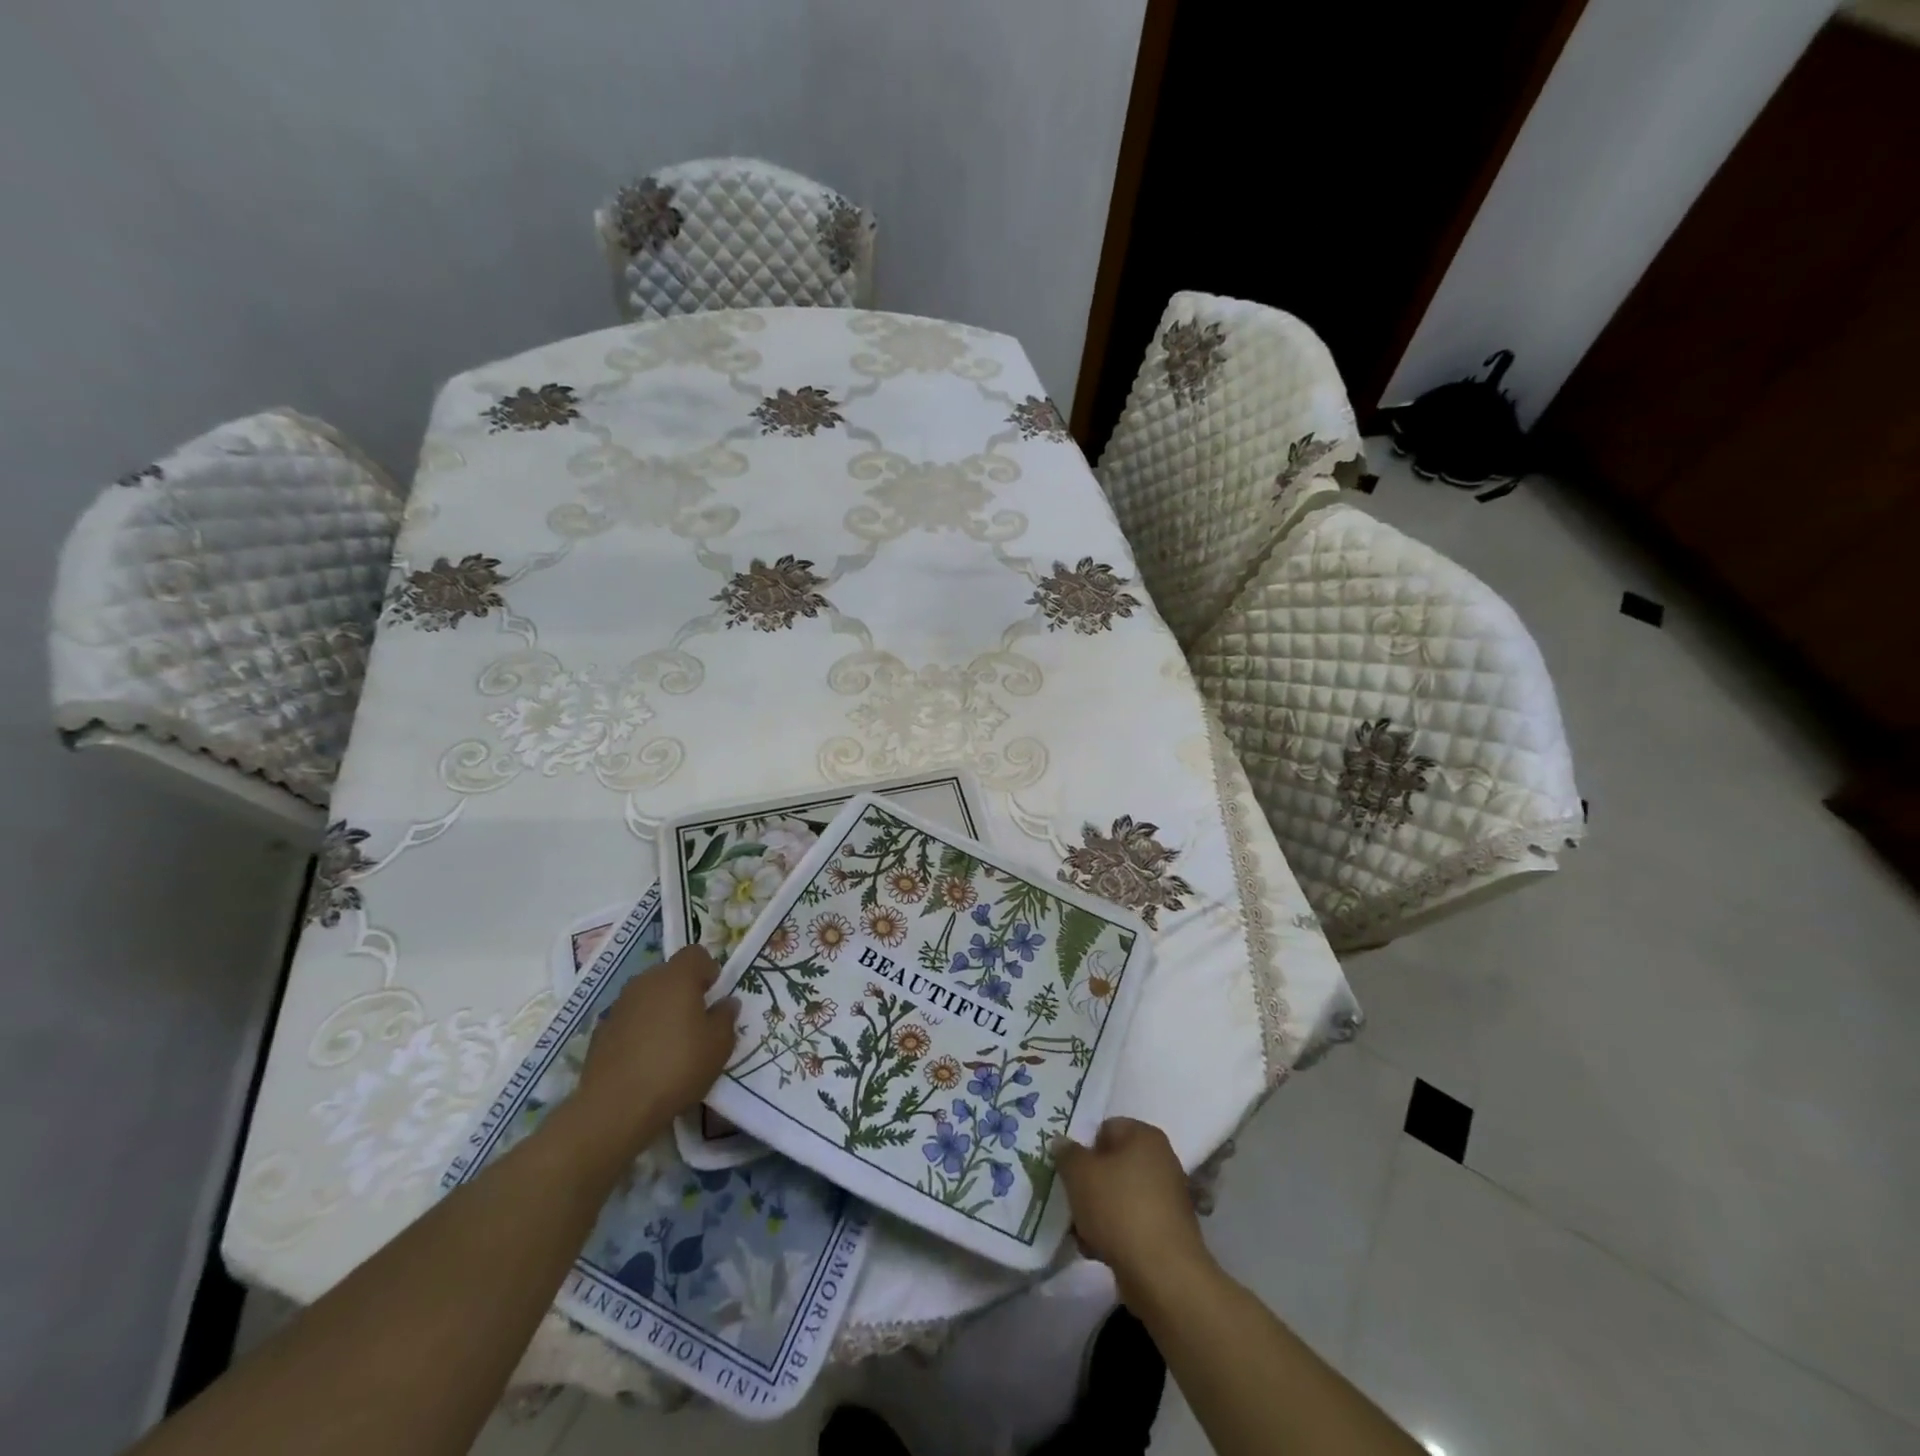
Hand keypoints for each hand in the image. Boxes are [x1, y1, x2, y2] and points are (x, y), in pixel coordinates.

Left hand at [567, 946, 738, 1162]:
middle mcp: (645, 982)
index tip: (713, 995)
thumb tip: (726, 1003)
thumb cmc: (677, 1066)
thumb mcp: (719, 1045)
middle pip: (669, 974)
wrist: (616, 1107)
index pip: (696, 954)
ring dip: (660, 1010)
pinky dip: (639, 1030)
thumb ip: (726, 1017)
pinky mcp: (600, 1031)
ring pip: (647, 996)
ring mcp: (619, 1006)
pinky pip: (629, 1020)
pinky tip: (645, 1059)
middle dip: (684, 990)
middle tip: (696, 1021)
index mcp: (677, 977)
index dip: (708, 970)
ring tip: (670, 1043)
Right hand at [1056, 1117, 1210, 1302]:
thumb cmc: (1119, 1209)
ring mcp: (1167, 1198)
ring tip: (1081, 1232)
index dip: (1084, 1149)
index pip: (1106, 1129)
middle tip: (1072, 1202)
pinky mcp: (1168, 1231)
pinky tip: (1098, 1250)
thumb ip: (1067, 1154)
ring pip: (1119, 1196)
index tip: (1070, 1173)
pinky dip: (1115, 1233)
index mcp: (1145, 1136)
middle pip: (1112, 1164)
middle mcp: (1161, 1160)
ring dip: (1097, 1211)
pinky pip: (1132, 1222)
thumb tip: (1061, 1142)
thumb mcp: (1080, 1174)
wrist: (1163, 1274)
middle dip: (1089, 1184)